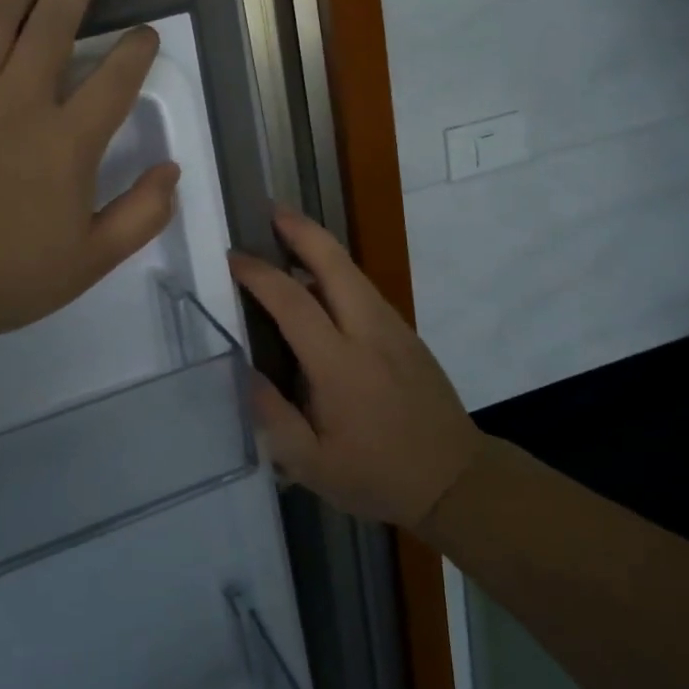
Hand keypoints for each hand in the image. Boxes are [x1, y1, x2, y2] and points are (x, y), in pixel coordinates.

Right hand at [230, 208, 485, 528]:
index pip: (293, 301)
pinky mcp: (406, 333)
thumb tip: (246, 371)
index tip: (232, 259)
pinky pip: (365, 290)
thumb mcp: (311, 465)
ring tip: (288, 234)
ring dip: (320, 246)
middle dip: (301, 230)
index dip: (259, 274)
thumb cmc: (378, 476)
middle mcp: (368, 332)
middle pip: (334, 262)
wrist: (456, 478)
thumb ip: (273, 417)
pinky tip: (319, 283)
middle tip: (271, 210)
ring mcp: (393, 328)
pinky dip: (337, 272)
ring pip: (352, 271)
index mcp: (339, 364)